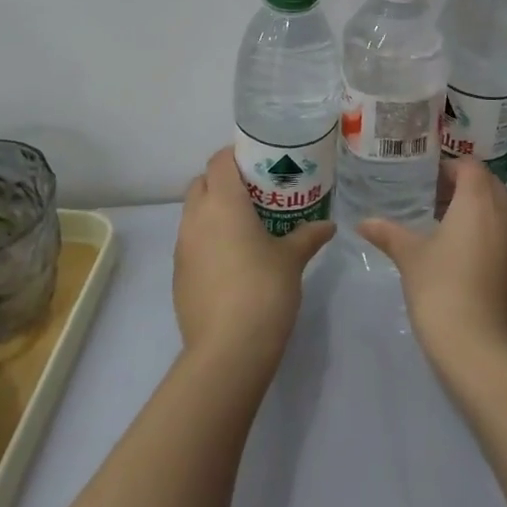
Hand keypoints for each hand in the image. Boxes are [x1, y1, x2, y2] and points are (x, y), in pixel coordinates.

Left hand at [174, 148, 334, 364]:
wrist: (228, 350)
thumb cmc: (263, 290)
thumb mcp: (292, 259)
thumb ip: (308, 236)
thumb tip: (328, 225)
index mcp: (223, 202)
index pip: (219, 161)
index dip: (235, 156)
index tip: (259, 163)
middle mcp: (196, 217)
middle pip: (202, 183)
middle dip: (223, 182)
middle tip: (254, 194)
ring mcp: (182, 247)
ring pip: (193, 213)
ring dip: (213, 211)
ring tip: (245, 227)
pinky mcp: (178, 275)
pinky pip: (191, 243)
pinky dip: (207, 240)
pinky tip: (232, 261)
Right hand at [360, 159, 506, 370]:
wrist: (480, 348)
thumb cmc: (442, 289)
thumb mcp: (410, 256)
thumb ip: (388, 233)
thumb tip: (363, 222)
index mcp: (478, 202)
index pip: (470, 166)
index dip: (448, 167)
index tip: (423, 179)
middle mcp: (503, 215)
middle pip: (488, 183)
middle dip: (462, 184)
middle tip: (429, 195)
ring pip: (497, 208)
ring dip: (474, 206)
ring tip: (439, 220)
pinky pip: (501, 231)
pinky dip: (483, 228)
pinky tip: (455, 248)